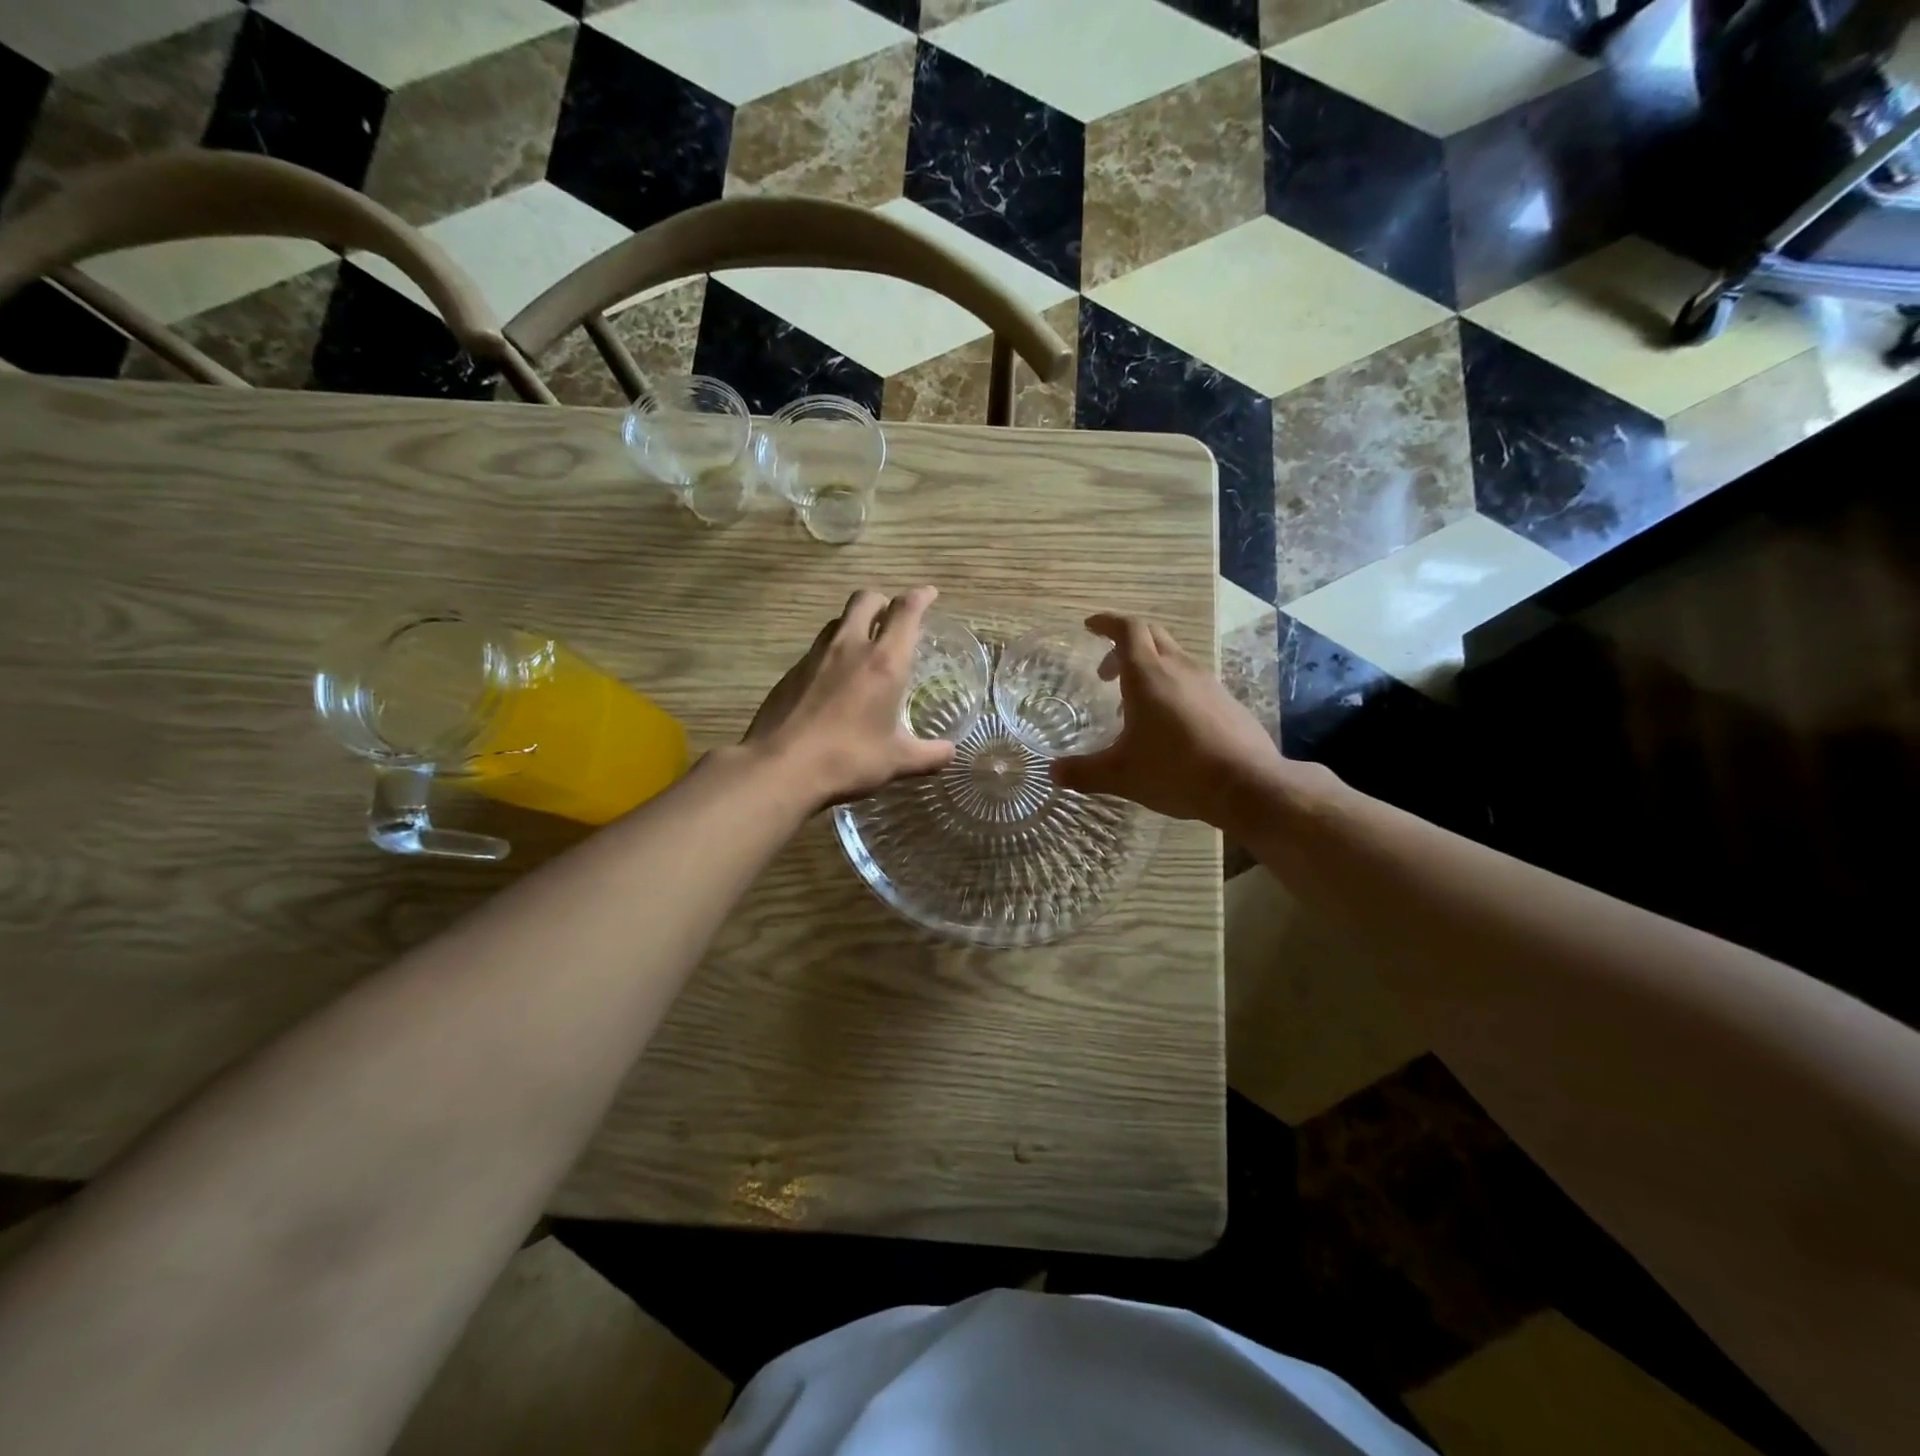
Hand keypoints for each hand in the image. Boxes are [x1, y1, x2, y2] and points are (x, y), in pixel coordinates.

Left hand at [744, 586, 955, 808]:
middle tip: (893, 618)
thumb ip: (929, 755)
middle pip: (866, 600)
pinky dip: (833, 651)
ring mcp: (815, 656)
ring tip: (864, 646)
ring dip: (855, 623)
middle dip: (883, 602)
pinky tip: (835, 679)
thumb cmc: (847, 759)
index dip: (921, 596)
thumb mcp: (896, 761)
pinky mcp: (791, 671)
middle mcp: (850, 647)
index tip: (930, 594)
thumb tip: (950, 753)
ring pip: (838, 620)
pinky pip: (818, 648)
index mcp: (884, 661)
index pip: (905, 611)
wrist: (780, 767)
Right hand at [1050, 613, 1286, 830]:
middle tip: (1105, 670)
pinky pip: (1192, 679)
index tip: (1090, 627)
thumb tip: (1053, 772)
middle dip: (1125, 642)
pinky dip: (1171, 685)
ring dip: (1149, 666)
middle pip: (1152, 634)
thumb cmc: (1176, 771)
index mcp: (1148, 675)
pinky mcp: (1226, 700)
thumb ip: (1084, 772)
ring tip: (1132, 702)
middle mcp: (1179, 668)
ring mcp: (1208, 682)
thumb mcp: (1121, 775)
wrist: (1247, 784)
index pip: (1128, 629)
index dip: (1107, 622)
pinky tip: (1167, 721)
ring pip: (1173, 656)